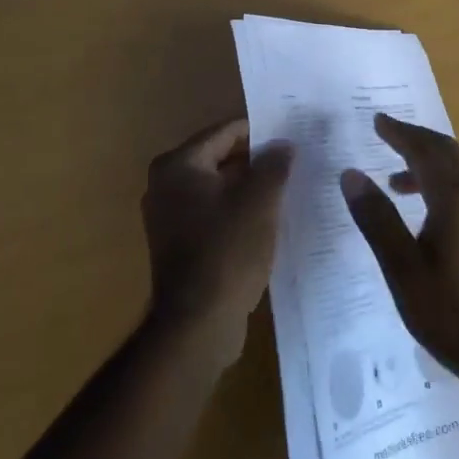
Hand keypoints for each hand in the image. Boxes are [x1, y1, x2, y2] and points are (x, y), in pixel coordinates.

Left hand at [141, 118, 293, 371]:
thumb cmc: (227, 251)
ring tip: (286, 188)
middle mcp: (165, 184)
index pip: (226, 132)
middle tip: (293, 160)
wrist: (197, 326)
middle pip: (220, 158)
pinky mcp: (177, 244)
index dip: (261, 132)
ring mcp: (168, 216)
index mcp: (178, 164)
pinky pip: (212, 213)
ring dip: (248, 188)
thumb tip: (284, 144)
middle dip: (255, 161)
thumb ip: (274, 165)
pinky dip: (236, 211)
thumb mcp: (260, 202)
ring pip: (217, 188)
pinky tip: (266, 219)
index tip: (291, 135)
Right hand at [341, 113, 458, 379]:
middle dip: (416, 140)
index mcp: (456, 198)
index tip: (377, 120)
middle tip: (386, 134)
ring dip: (427, 165)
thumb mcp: (404, 270)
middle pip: (447, 153)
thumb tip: (351, 174)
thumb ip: (377, 219)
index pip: (425, 150)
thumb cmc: (455, 315)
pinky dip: (440, 186)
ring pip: (458, 173)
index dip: (400, 133)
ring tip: (394, 180)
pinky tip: (424, 215)